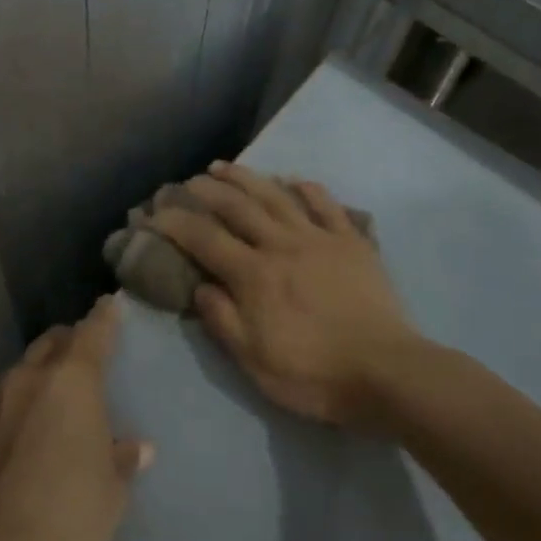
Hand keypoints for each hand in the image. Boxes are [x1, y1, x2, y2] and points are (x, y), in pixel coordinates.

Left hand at [0, 297, 151, 540]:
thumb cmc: (69, 514)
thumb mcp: (111, 492)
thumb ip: (121, 461)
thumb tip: (136, 448)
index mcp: (71, 381)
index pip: (93, 332)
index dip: (104, 317)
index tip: (109, 304)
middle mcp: (24, 380)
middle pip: (47, 345)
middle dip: (64, 346)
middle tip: (75, 362)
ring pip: (8, 380)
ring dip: (24, 389)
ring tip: (33, 416)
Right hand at [151, 162, 419, 426]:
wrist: (384, 371)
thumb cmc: (313, 374)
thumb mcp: (253, 361)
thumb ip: (222, 320)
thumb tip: (200, 287)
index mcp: (254, 276)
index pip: (205, 239)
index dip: (177, 223)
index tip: (156, 213)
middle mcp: (282, 246)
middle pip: (238, 208)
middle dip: (208, 191)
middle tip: (189, 181)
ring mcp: (319, 239)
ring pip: (276, 197)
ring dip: (247, 178)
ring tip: (225, 167)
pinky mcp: (351, 242)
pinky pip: (326, 205)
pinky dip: (308, 188)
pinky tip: (294, 180)